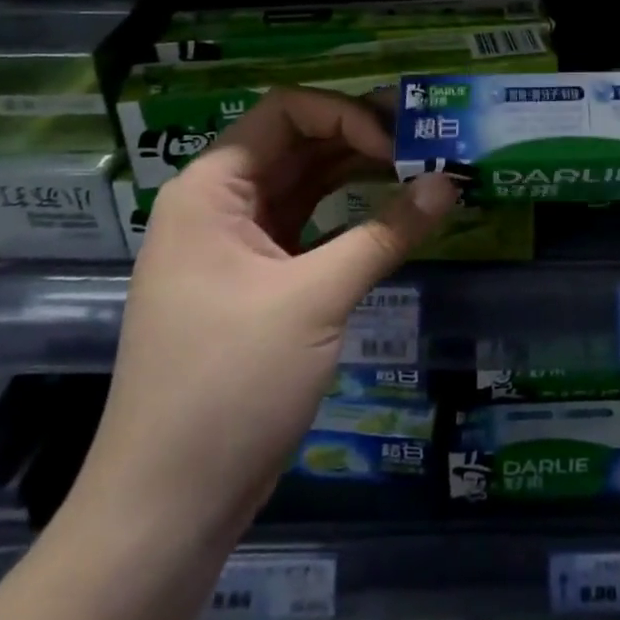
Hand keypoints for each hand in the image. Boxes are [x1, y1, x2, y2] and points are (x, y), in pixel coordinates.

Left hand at [70, 87, 461, 551]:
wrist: (168, 507)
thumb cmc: (230, 385)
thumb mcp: (316, 299)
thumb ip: (387, 232)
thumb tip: (452, 181)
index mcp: (211, 190)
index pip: (286, 112)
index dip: (347, 115)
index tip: (400, 148)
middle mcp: (219, 205)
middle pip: (298, 143)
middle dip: (363, 138)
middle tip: (431, 145)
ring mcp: (237, 246)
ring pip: (306, 185)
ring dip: (361, 174)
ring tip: (424, 169)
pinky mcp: (257, 283)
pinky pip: (310, 227)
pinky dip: (352, 216)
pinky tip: (396, 214)